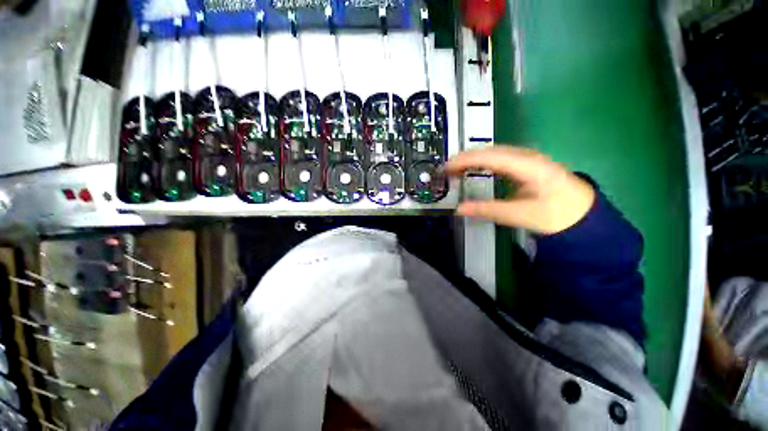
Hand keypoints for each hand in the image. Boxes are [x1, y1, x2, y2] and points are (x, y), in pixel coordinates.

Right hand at [445, 146, 595, 233]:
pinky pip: (500, 158)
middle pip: (490, 150)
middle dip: (466, 157)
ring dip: (473, 159)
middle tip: (446, 170)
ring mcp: (528, 158)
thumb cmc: (556, 215)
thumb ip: (487, 210)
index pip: (489, 156)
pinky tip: (476, 169)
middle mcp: (526, 156)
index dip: (465, 160)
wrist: (583, 215)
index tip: (446, 168)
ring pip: (494, 152)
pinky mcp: (527, 164)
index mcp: (527, 165)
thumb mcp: (519, 215)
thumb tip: (459, 209)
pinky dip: (483, 162)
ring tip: (456, 169)